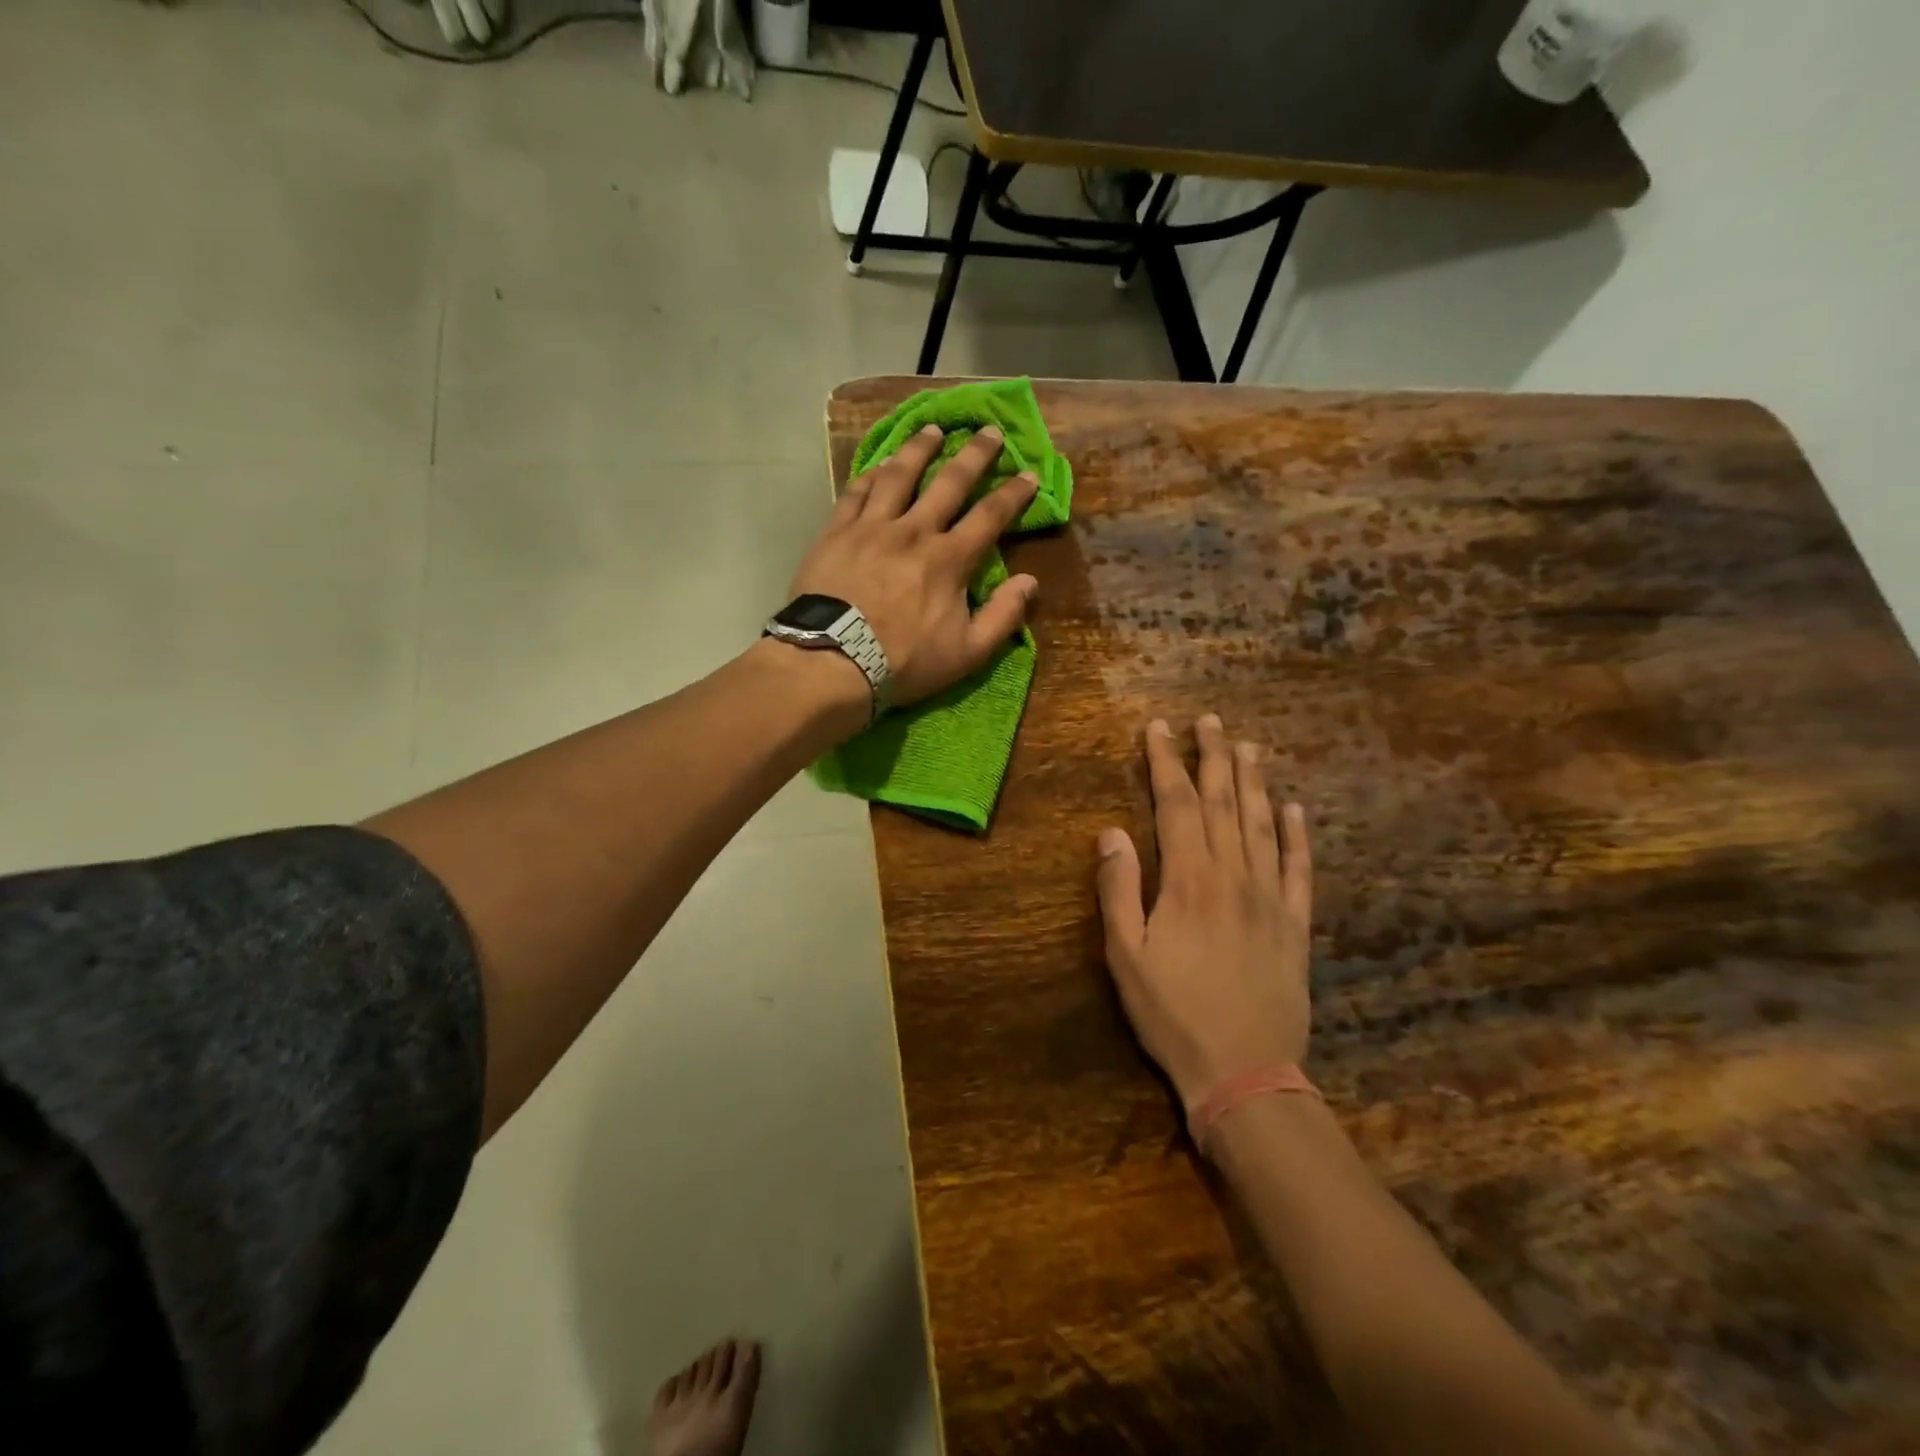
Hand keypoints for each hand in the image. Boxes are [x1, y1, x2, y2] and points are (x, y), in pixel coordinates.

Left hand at [789, 425, 1038, 708]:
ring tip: (932, 429)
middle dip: (974, 454)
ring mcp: (872, 527)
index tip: (1029, 473)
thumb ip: (1003, 616)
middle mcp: (914, 531)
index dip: (1013, 494)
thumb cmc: (904, 662)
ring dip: (919, 449)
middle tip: (988, 430)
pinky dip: (872, 473)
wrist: (832, 662)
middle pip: (949, 482)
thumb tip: (1030, 582)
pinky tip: (880, 464)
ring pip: (899, 475)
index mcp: (949, 559)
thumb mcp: (967, 653)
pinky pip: (857, 491)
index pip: (990, 516)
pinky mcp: (837, 532)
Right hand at [1095, 715, 1313, 1105]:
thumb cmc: (1173, 1014)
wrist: (1245, 1073)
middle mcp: (1233, 876)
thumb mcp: (1126, 956)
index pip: (1177, 805)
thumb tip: (1111, 832)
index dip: (1166, 763)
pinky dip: (1297, 835)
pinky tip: (1295, 809)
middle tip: (1209, 720)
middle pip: (1224, 803)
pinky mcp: (1295, 925)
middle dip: (1213, 757)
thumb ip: (1118, 890)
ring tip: (1248, 746)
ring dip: (1253, 782)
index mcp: (1189, 881)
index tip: (1159, 729)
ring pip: (1262, 825)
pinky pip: (1299, 869)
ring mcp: (1270, 898)